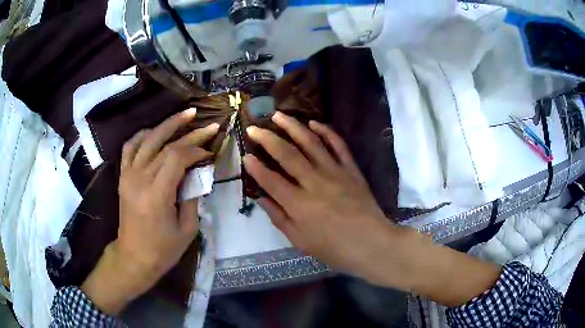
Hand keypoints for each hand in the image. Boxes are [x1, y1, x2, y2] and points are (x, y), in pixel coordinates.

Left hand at [81, 108, 218, 314]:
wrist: (134, 257)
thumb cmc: (163, 249)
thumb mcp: (188, 229)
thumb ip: (193, 197)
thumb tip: (199, 174)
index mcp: (157, 194)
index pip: (177, 157)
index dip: (196, 150)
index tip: (209, 153)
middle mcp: (140, 179)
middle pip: (165, 145)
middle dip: (189, 133)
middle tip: (207, 124)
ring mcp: (128, 175)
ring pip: (147, 139)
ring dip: (167, 124)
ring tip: (184, 115)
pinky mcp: (123, 177)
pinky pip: (129, 147)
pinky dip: (142, 135)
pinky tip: (154, 132)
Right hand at [243, 112, 396, 282]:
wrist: (371, 243)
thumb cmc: (333, 248)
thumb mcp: (300, 241)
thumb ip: (279, 218)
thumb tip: (261, 199)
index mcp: (299, 204)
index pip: (271, 180)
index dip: (256, 167)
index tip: (246, 155)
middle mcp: (314, 183)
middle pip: (287, 155)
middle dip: (267, 139)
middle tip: (254, 127)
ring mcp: (335, 172)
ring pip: (311, 143)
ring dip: (293, 126)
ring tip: (279, 115)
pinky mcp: (351, 169)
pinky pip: (338, 145)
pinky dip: (326, 132)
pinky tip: (314, 123)